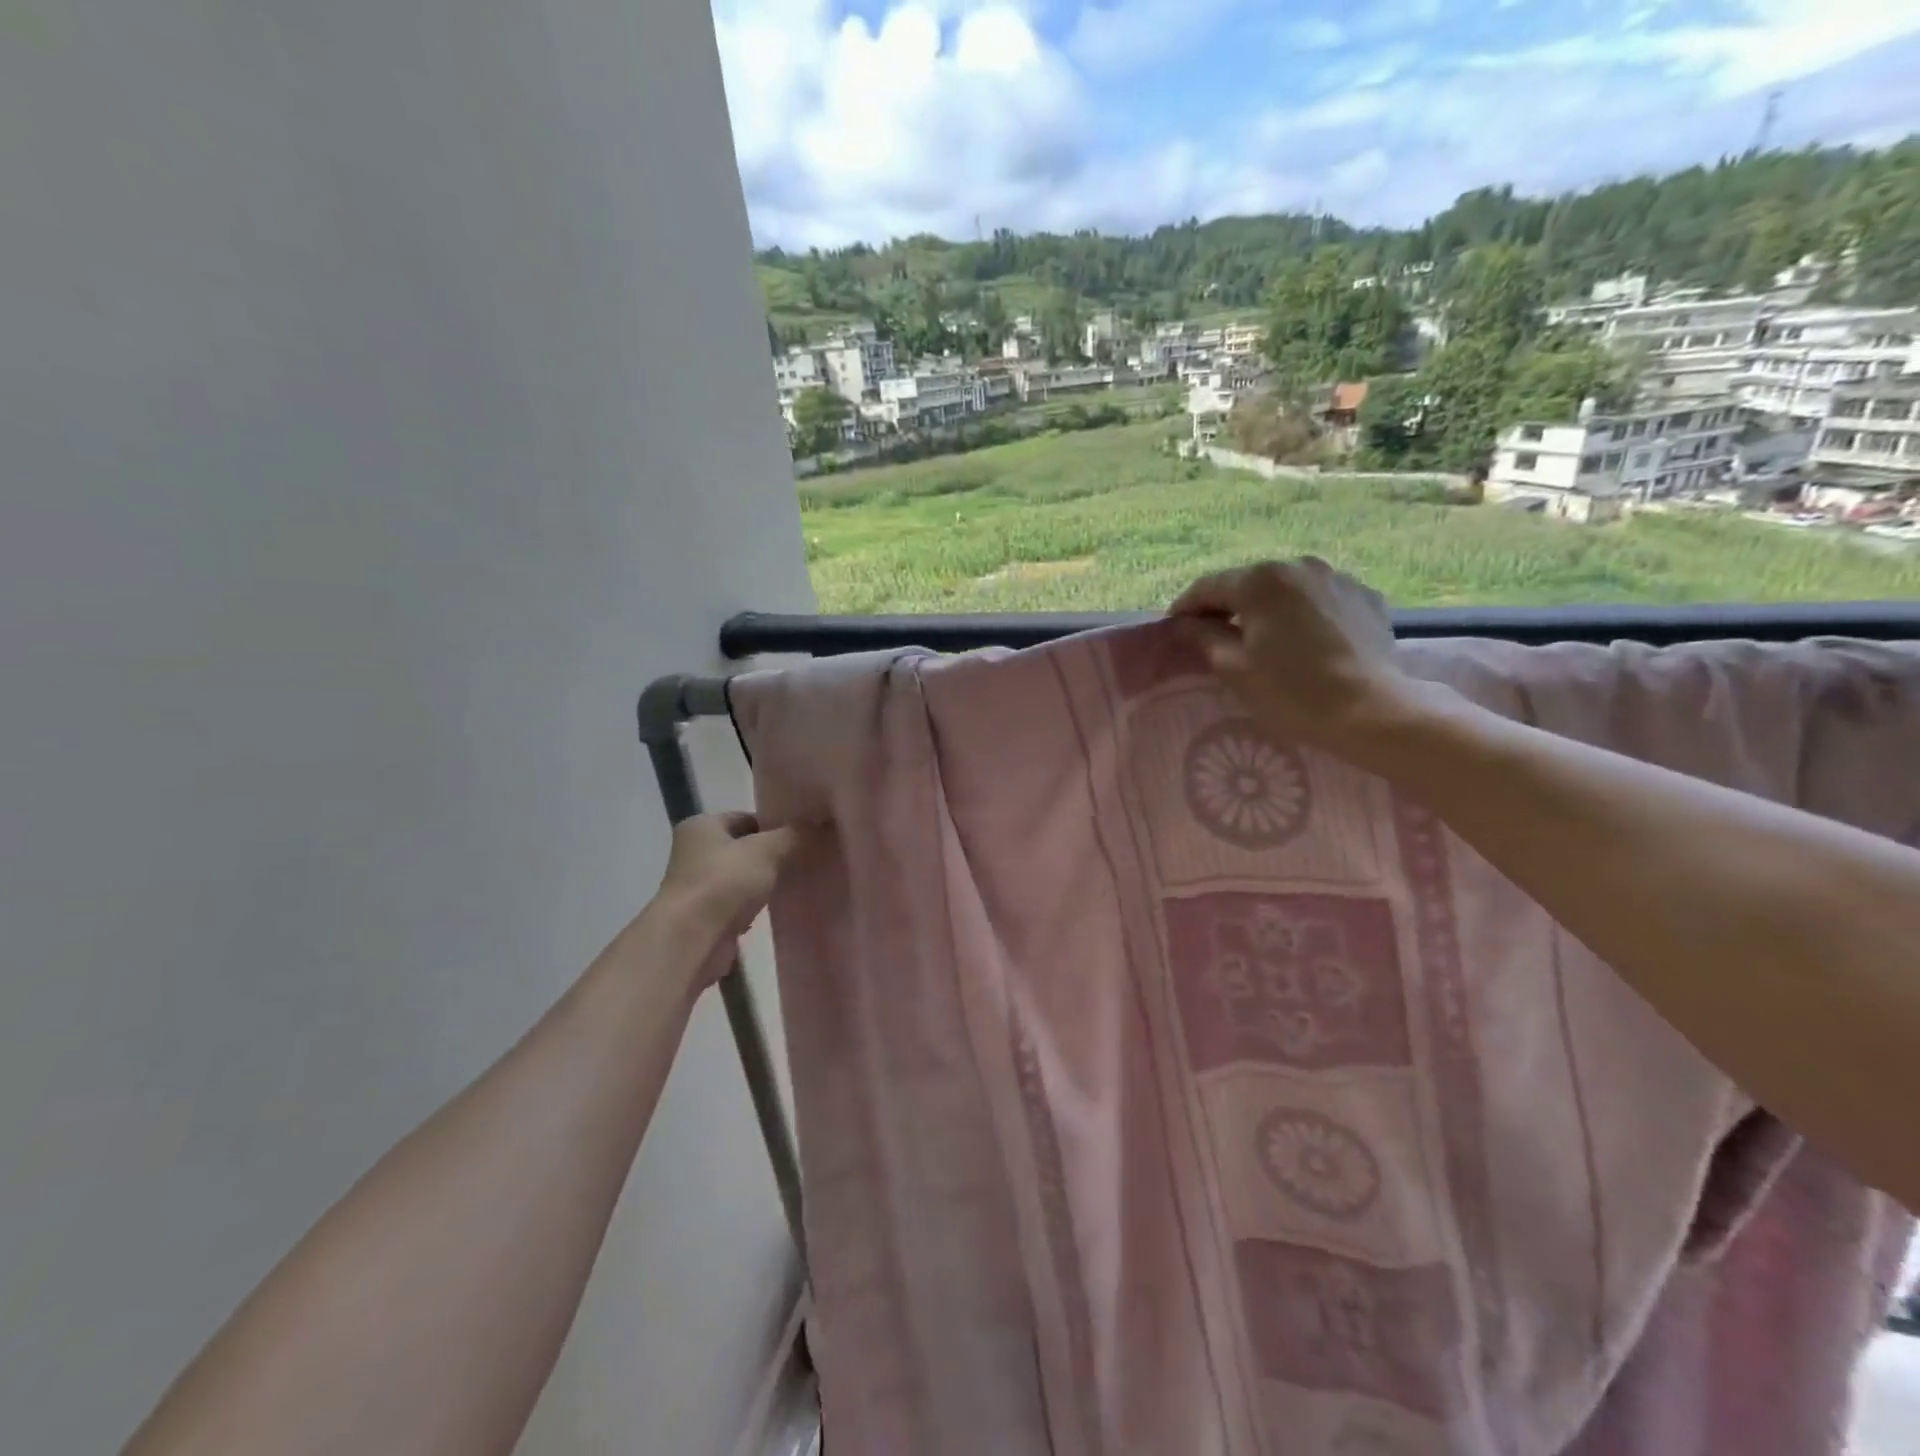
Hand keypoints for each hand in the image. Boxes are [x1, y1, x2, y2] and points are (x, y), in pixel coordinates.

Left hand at [655, 812, 805, 983]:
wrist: (692, 941)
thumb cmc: (724, 883)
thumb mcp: (766, 850)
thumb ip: (795, 834)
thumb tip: (823, 822)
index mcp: (701, 826)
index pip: (746, 818)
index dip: (776, 824)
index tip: (806, 834)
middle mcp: (694, 852)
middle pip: (745, 847)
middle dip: (774, 853)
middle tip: (807, 857)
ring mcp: (698, 887)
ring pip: (743, 876)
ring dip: (766, 881)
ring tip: (799, 881)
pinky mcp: (706, 917)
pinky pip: (739, 903)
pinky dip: (756, 905)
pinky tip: (779, 907)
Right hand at [1168, 558, 1417, 750]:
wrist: (1372, 712)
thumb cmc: (1291, 692)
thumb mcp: (1233, 668)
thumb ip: (1202, 637)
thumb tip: (1183, 624)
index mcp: (1260, 580)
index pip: (1207, 587)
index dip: (1185, 608)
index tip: (1174, 630)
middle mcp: (1298, 566)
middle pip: (1247, 583)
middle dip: (1228, 607)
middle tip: (1215, 637)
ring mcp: (1337, 578)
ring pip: (1286, 589)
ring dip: (1268, 608)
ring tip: (1263, 638)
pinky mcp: (1366, 596)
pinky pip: (1319, 599)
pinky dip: (1304, 614)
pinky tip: (1304, 641)